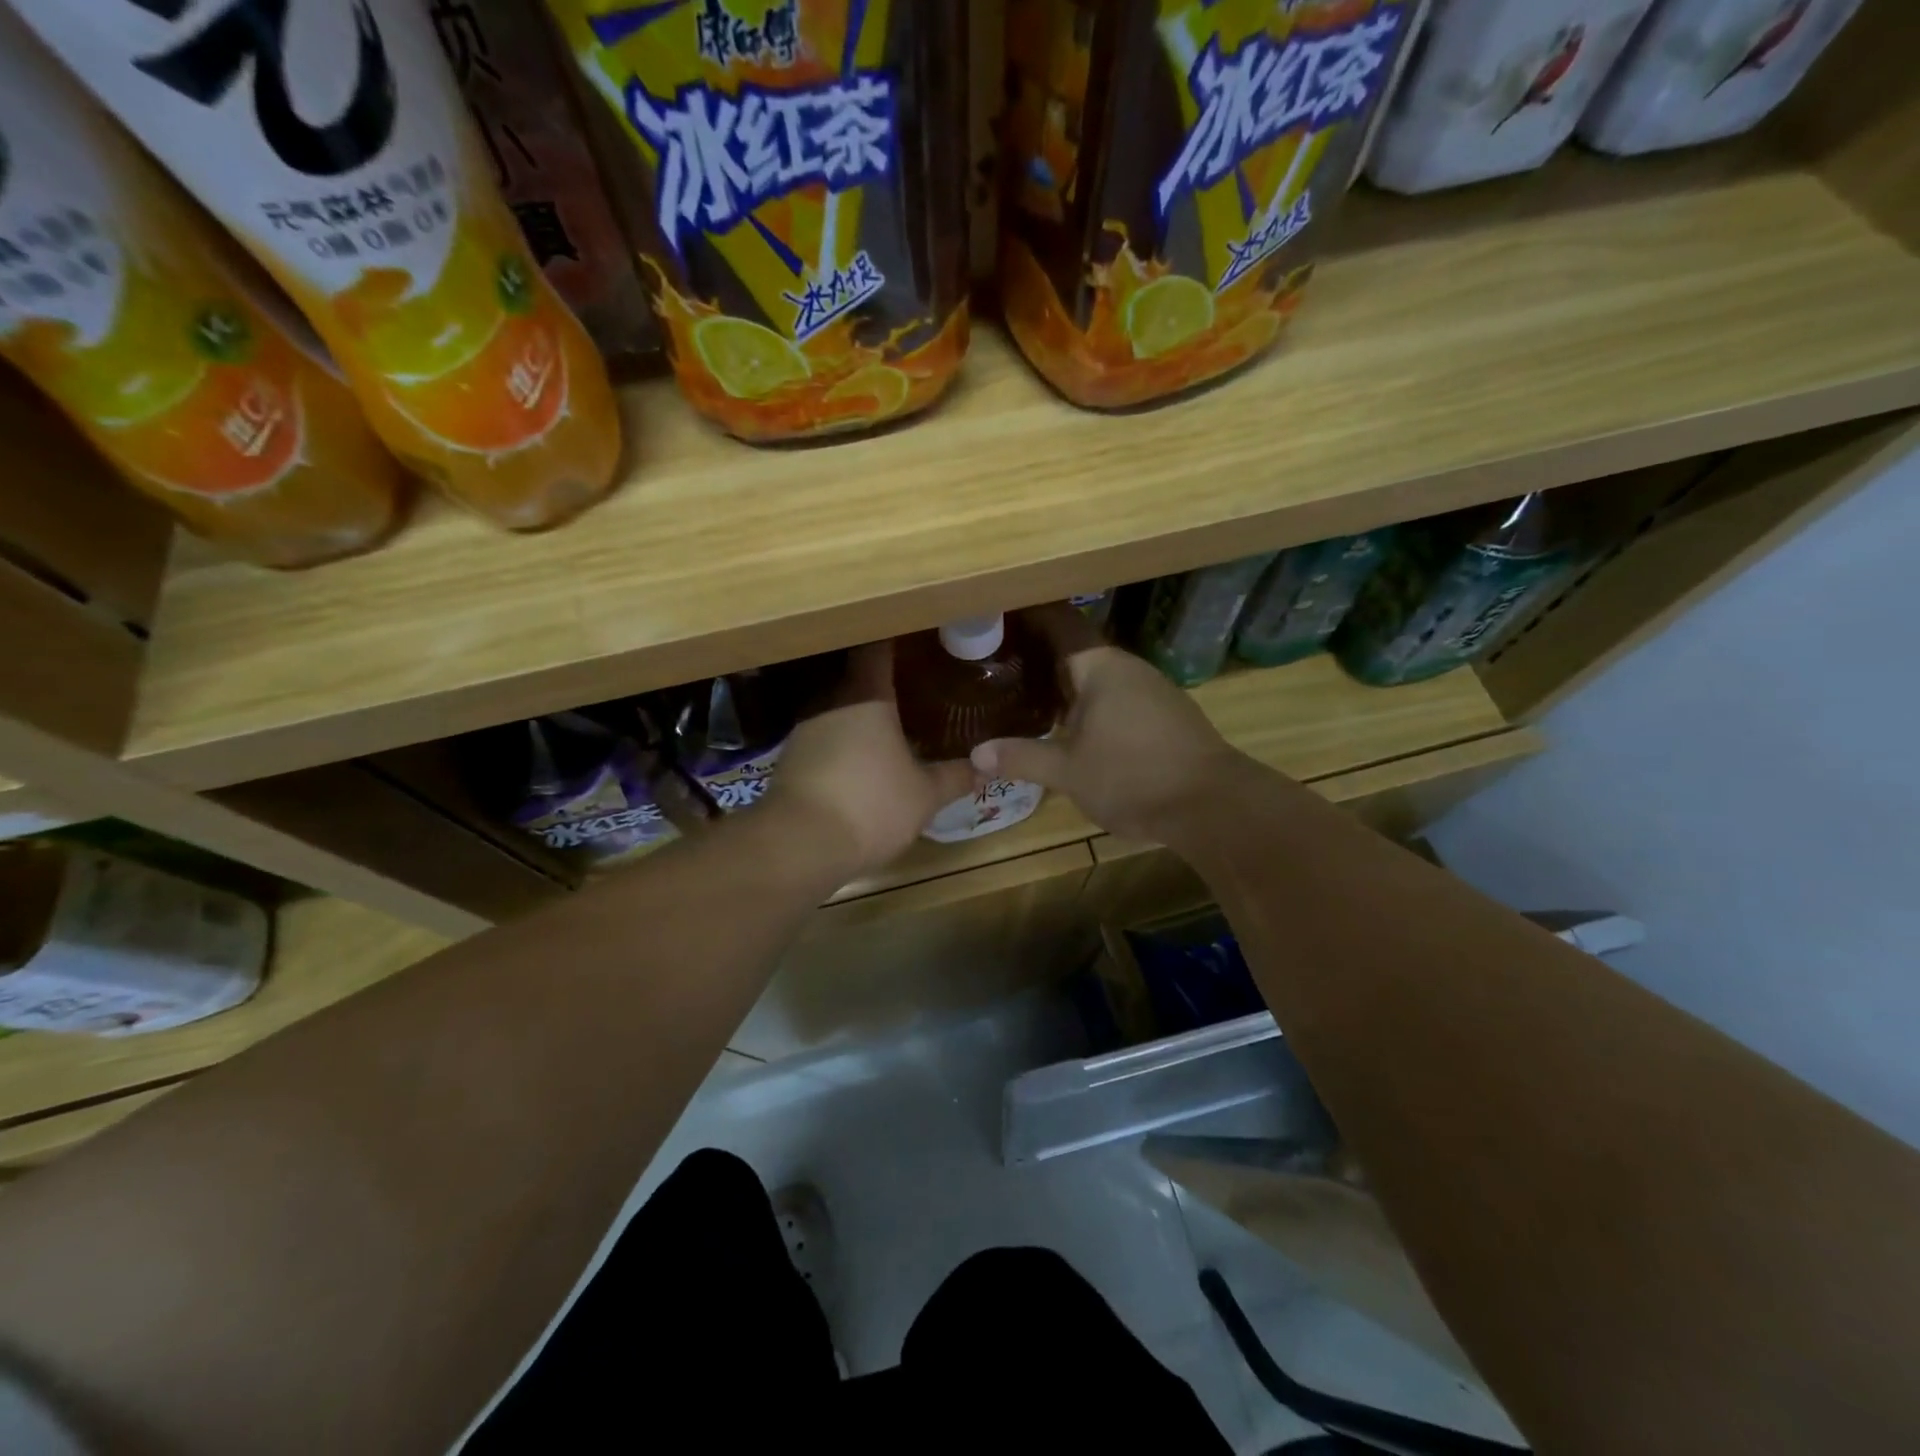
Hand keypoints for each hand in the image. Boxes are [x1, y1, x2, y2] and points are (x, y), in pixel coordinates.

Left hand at [761, 642, 973, 879]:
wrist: (798, 844)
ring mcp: (805, 730)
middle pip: (857, 678)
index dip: (895, 640)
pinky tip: (860, 764)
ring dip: (861, 717)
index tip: (915, 639)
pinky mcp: (790, 759)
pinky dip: (842, 744)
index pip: (877, 649)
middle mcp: (830, 701)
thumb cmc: (871, 805)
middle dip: (883, 683)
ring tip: (891, 728)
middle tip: (914, 688)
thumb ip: (954, 777)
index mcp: (866, 695)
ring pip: (838, 710)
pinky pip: (823, 739)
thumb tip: (984, 767)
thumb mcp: (924, 795)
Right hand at [971, 603, 1244, 843]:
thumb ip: (1021, 758)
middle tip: (998, 663)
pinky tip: (1071, 725)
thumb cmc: (1132, 776)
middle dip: (1040, 656)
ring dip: (1065, 683)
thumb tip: (976, 754)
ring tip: (1026, 693)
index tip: (998, 616)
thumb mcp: (1068, 772)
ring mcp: (1151, 690)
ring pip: (1097, 677)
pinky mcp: (1165, 715)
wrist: (1212, 805)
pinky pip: (1116, 697)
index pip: (1060, 624)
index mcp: (1101, 667)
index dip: (1030, 617)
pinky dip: (1089, 703)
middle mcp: (1128, 668)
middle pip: (1076, 650)